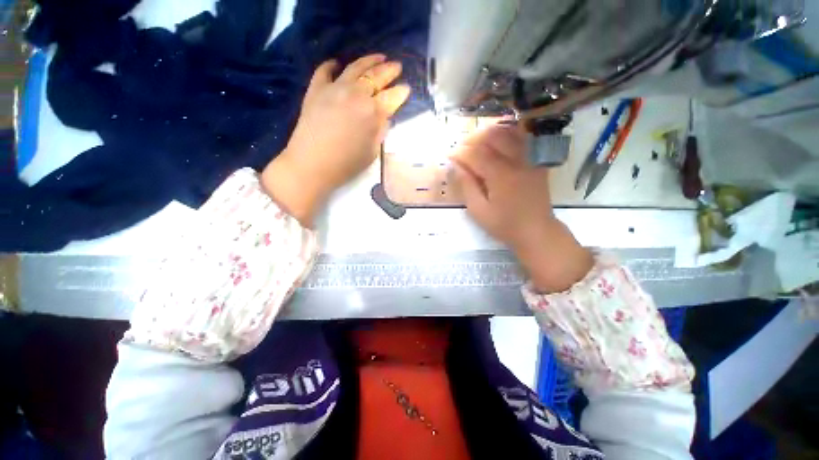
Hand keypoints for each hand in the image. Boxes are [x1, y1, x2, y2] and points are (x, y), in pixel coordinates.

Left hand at [262, 54, 410, 225]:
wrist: (311, 165)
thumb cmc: (346, 165)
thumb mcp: (372, 152)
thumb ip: (380, 131)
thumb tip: (385, 118)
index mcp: (373, 112)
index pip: (392, 97)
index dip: (401, 93)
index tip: (406, 89)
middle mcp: (355, 94)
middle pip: (376, 77)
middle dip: (389, 71)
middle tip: (397, 66)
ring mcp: (334, 88)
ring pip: (355, 67)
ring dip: (369, 60)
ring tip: (379, 57)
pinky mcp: (315, 90)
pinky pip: (325, 71)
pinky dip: (332, 65)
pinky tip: (338, 63)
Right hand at [451, 124, 592, 292]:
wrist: (536, 231)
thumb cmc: (504, 225)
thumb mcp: (479, 211)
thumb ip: (467, 186)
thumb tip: (456, 166)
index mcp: (500, 175)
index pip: (476, 154)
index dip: (460, 152)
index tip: (448, 155)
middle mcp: (516, 161)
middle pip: (492, 136)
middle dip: (473, 138)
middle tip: (461, 147)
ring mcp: (529, 159)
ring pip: (508, 133)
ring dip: (489, 133)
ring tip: (476, 142)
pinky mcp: (536, 161)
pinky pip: (522, 139)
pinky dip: (507, 135)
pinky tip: (497, 141)